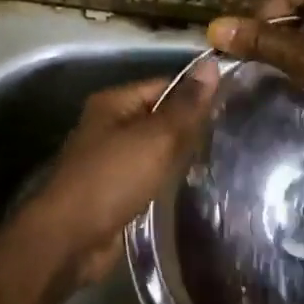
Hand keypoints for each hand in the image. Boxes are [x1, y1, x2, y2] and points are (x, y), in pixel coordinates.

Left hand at [18, 70, 216, 284]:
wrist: (70, 239)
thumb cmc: (112, 179)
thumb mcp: (155, 138)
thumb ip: (185, 106)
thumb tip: (211, 64)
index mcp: (113, 103)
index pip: (164, 85)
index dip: (196, 93)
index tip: (232, 105)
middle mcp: (108, 126)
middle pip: (158, 117)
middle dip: (190, 127)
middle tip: (231, 135)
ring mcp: (109, 160)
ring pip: (154, 149)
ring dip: (180, 156)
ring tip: (220, 159)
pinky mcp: (113, 191)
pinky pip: (148, 176)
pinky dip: (166, 180)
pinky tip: (192, 185)